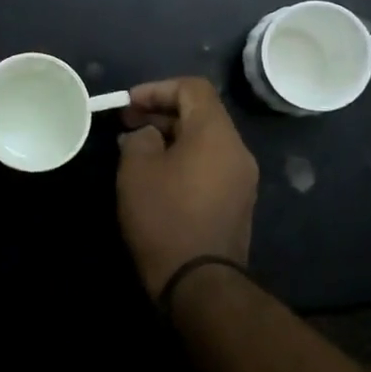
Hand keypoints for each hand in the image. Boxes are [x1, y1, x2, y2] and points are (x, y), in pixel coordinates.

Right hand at [116, 76, 258, 298]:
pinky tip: (158, 175)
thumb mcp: (137, 169)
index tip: (128, 104)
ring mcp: (242, 178)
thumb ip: (140, 138)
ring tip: (138, 149)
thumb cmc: (164, 217)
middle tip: (128, 124)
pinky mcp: (237, 203)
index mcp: (216, 133)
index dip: (157, 88)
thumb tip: (147, 134)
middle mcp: (237, 150)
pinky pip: (211, 165)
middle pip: (202, 113)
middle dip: (162, 112)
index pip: (192, 88)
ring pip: (206, 141)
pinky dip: (185, 159)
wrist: (199, 283)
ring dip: (172, 137)